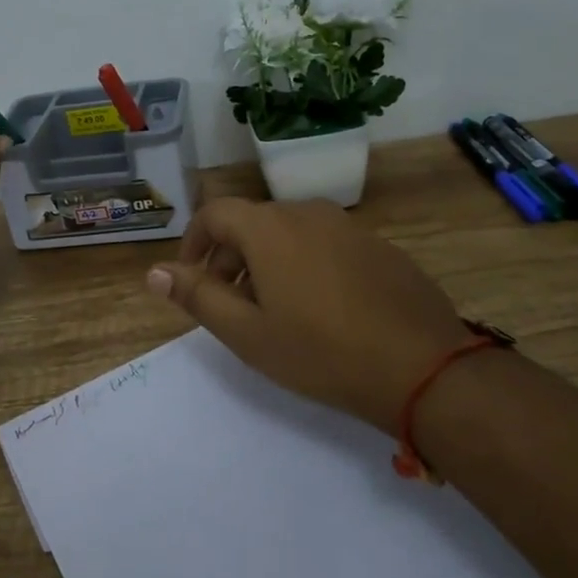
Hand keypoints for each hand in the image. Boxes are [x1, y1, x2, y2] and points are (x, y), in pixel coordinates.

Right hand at [145, 198, 471, 433]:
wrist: (423, 366)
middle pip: (252, 222)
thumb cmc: (321, 352)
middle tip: (229, 303)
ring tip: (273, 308)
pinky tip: (321, 308)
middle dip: (229, 256)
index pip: (214, 214)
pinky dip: (305, 263)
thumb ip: (198, 297)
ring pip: (289, 232)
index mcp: (269, 227)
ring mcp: (347, 225)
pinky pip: (324, 242)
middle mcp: (306, 212)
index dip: (193, 243)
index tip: (191, 279)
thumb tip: (154, 272)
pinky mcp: (377, 244)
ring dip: (267, 260)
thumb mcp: (248, 333)